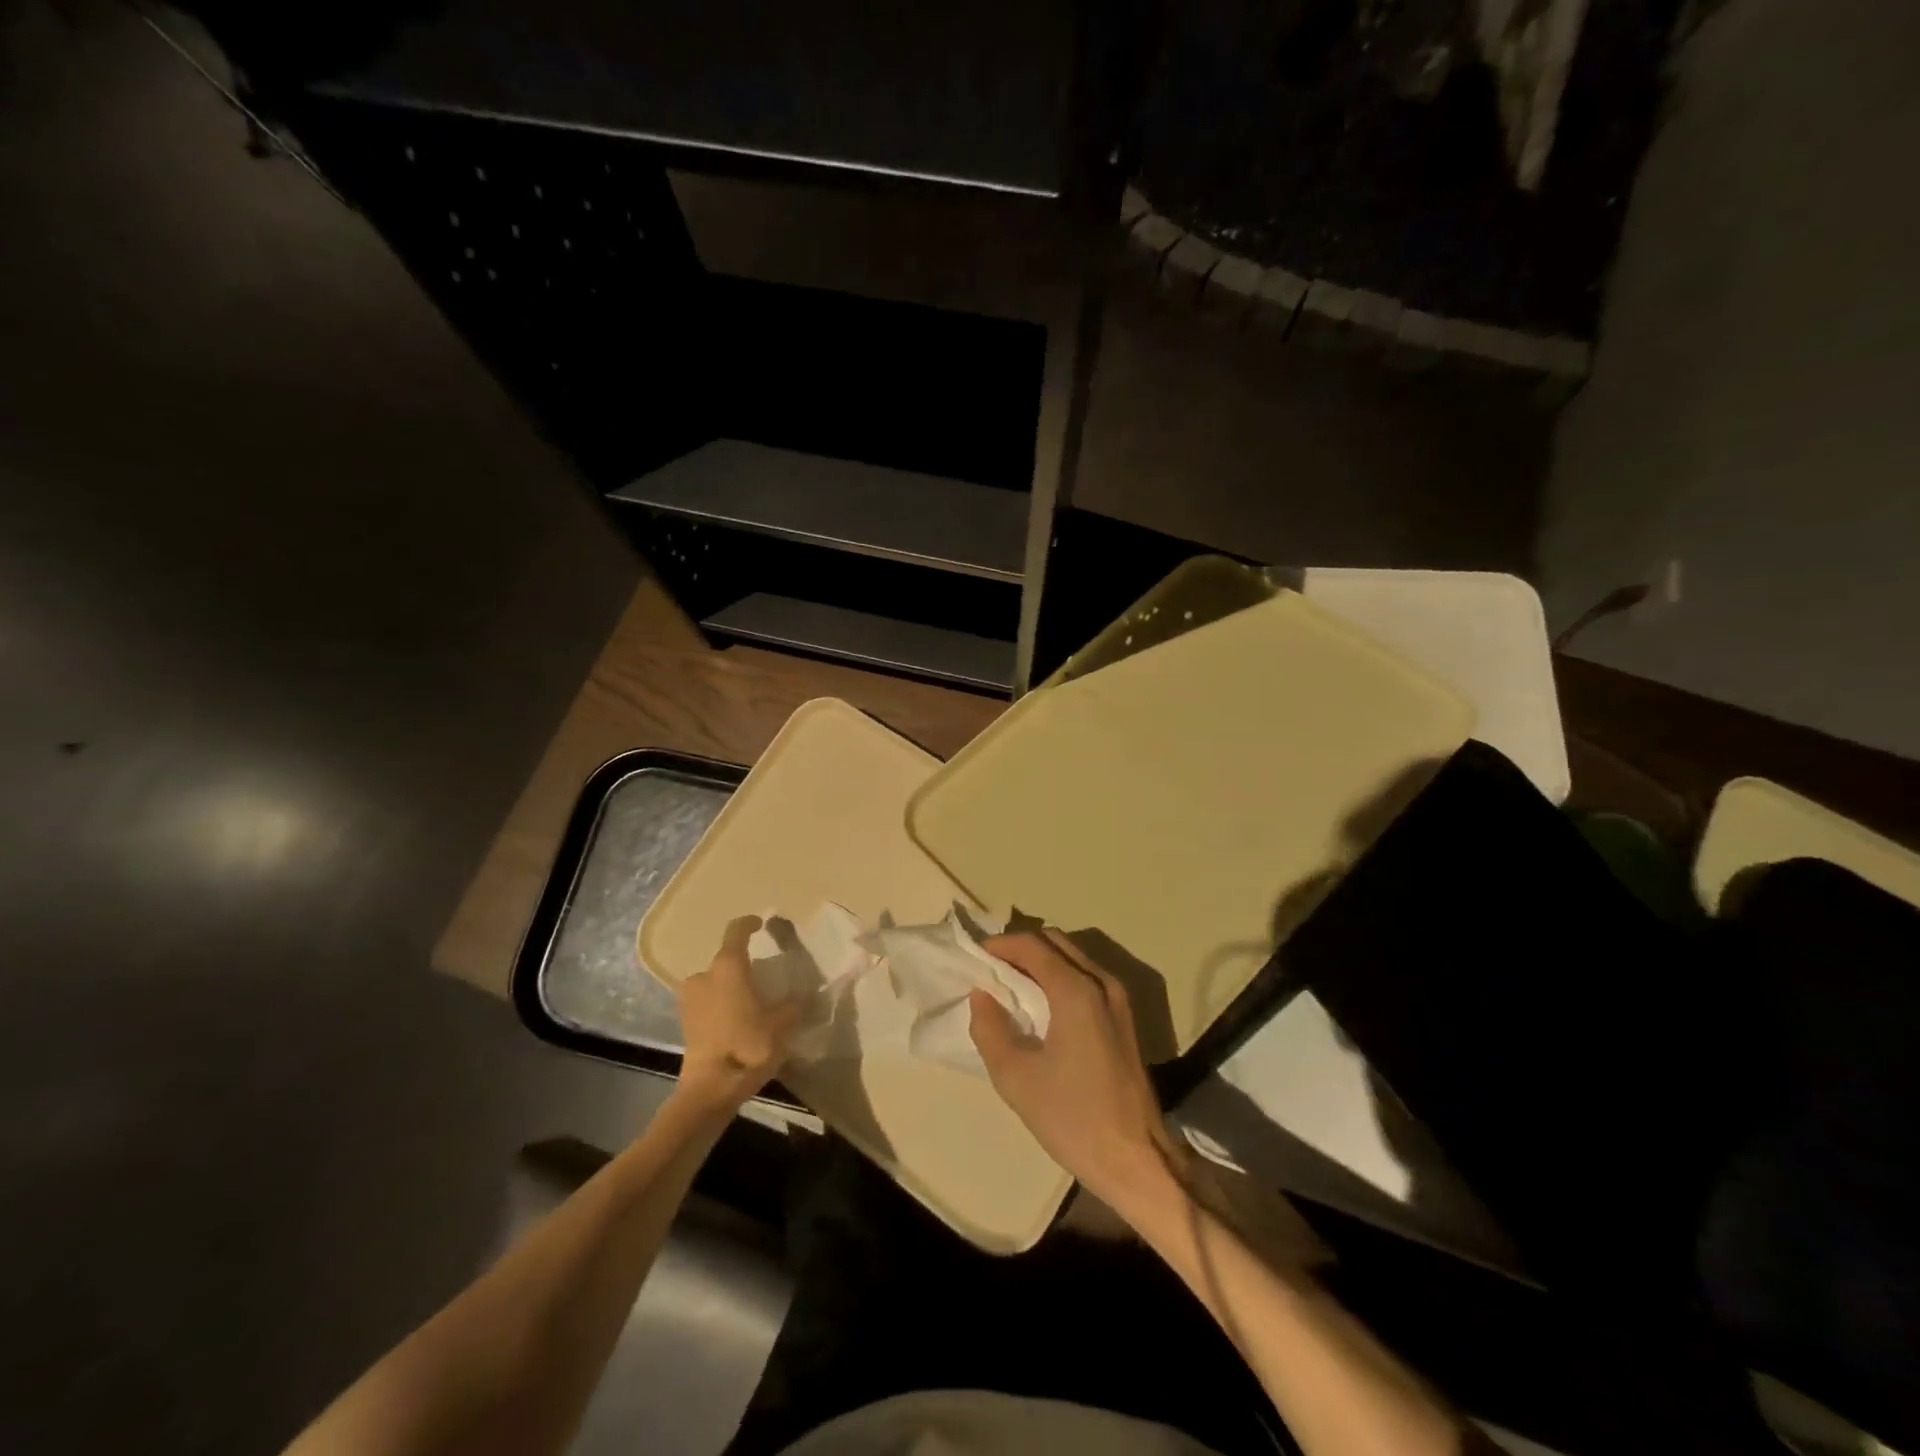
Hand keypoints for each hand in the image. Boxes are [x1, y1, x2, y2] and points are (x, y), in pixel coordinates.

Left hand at [676, 916, 800, 1111]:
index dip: (749, 924)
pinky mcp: (686, 1024)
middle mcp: (704, 976)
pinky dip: (721, 1006)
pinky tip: (738, 1021)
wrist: (711, 1090)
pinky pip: (707, 1004)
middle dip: (742, 965)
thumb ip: (796, 1005)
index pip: (736, 931)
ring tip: (751, 1001)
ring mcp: (690, 1000)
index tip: (761, 924)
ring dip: (729, 987)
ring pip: (714, 983)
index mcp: (728, 967)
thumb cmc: (748, 1045)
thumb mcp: (783, 1024)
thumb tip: (808, 995)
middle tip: (763, 976)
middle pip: (724, 960)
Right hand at [969, 930, 1183, 1210]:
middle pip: (1055, 942)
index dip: (999, 945)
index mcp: (1076, 991)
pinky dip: (1058, 976)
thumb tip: (981, 996)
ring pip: (1072, 957)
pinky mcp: (1124, 1017)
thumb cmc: (1072, 1118)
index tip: (974, 960)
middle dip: (1020, 949)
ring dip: (1040, 961)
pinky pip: (1085, 977)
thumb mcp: (1015, 1077)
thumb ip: (990, 1028)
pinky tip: (1039, 1005)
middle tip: (990, 971)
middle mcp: (1102, 982)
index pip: (1032, 945)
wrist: (1135, 1160)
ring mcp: (1118, 998)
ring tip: (1010, 986)